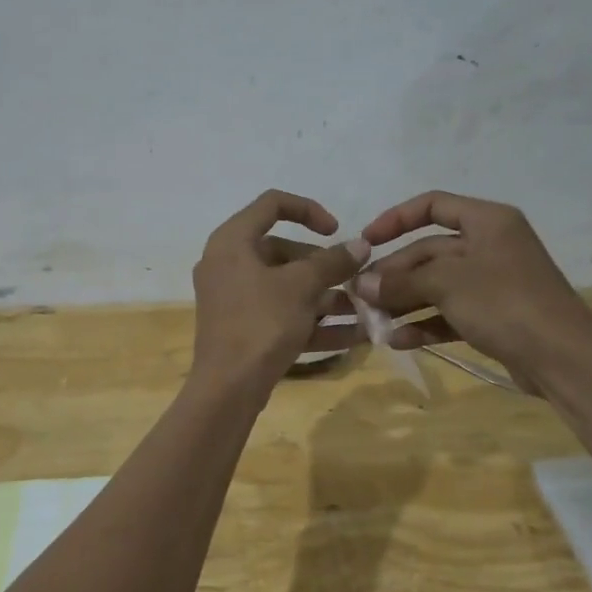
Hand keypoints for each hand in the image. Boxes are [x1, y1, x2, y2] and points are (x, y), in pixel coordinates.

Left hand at [191, 191, 369, 392]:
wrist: (228, 387)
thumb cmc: (262, 323)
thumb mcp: (302, 287)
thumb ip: (332, 261)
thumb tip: (360, 245)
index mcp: (232, 241)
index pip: (272, 204)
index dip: (309, 210)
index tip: (337, 231)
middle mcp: (228, 264)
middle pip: (283, 250)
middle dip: (324, 266)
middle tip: (354, 280)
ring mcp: (233, 298)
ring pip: (286, 286)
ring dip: (326, 296)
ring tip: (364, 309)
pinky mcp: (243, 328)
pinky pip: (282, 314)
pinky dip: (313, 321)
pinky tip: (354, 335)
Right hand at [354, 192, 591, 393]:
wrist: (563, 358)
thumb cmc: (504, 302)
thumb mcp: (447, 284)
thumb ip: (400, 282)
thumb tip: (361, 285)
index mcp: (487, 221)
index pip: (433, 205)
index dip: (395, 219)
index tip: (366, 242)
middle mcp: (490, 246)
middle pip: (429, 251)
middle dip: (394, 274)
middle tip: (360, 295)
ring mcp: (492, 283)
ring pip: (436, 285)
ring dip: (403, 302)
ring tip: (372, 321)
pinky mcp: (493, 317)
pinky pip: (449, 313)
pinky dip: (424, 323)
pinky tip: (397, 340)